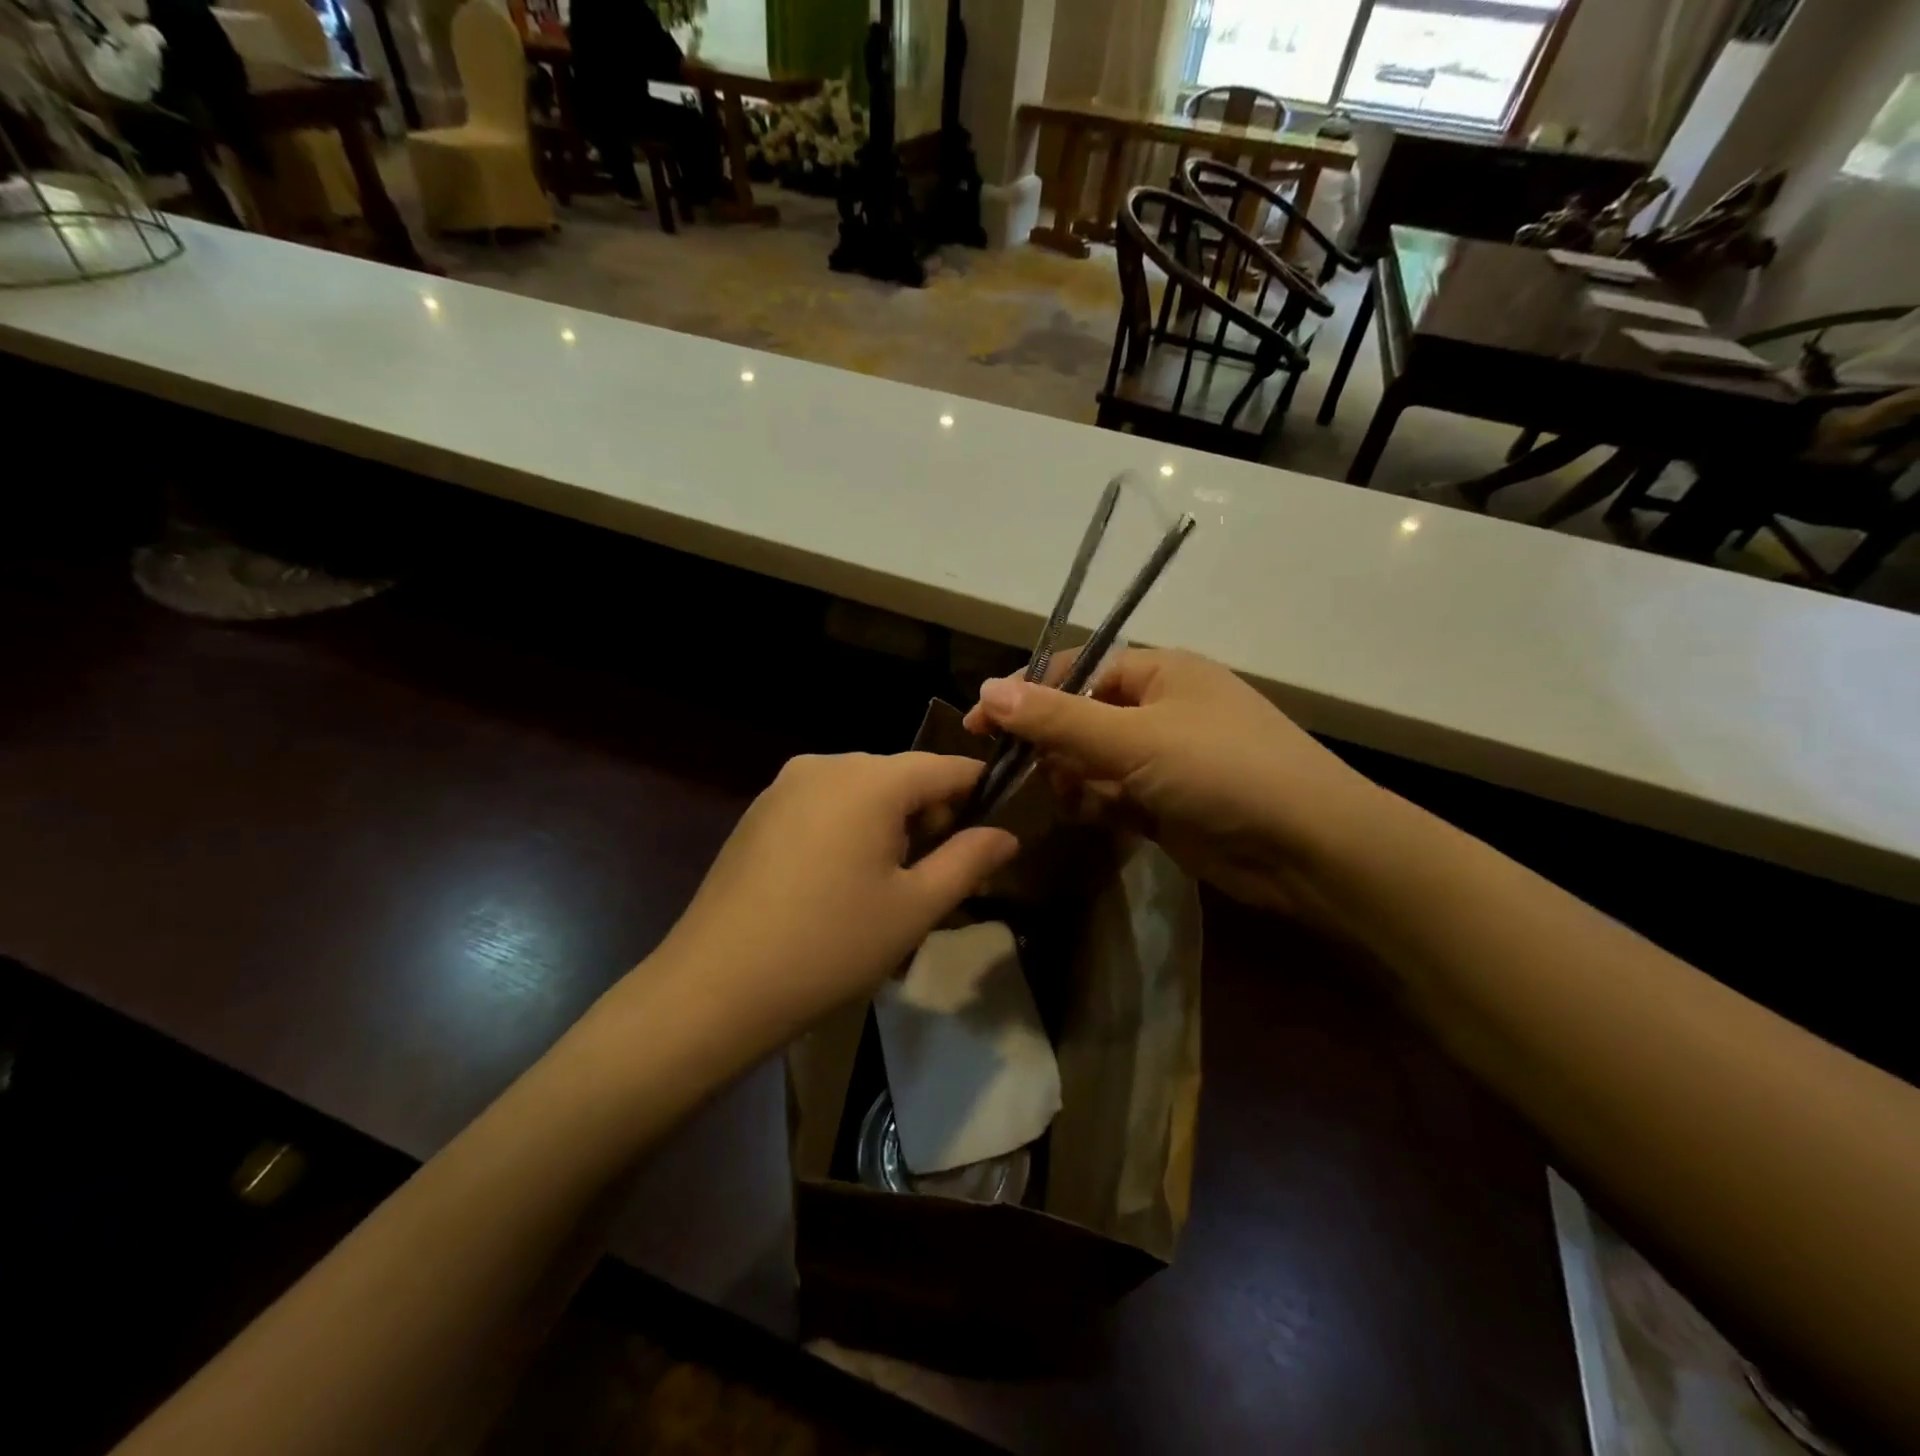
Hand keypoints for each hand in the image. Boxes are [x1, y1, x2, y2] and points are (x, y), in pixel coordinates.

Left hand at [650, 753, 1018, 1049]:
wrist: (714, 988)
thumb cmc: (830, 947)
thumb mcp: (914, 908)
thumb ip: (968, 861)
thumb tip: (1006, 835)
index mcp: (870, 779)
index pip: (945, 767)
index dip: (978, 794)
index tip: (996, 831)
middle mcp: (826, 764)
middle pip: (901, 777)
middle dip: (931, 818)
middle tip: (940, 878)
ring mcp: (786, 785)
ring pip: (862, 792)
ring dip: (889, 826)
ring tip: (889, 888)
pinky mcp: (760, 811)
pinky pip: (825, 805)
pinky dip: (849, 829)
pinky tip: (839, 884)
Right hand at [963, 648, 1390, 925]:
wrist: (1309, 848)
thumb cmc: (1221, 770)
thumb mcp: (1133, 738)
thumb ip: (1057, 718)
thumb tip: (987, 688)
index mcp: (1160, 672)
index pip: (1076, 669)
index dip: (1026, 694)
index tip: (980, 725)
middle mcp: (1161, 708)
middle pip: (1081, 717)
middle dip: (1051, 743)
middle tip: (1021, 771)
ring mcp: (1166, 759)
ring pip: (1094, 761)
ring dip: (1074, 778)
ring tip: (1071, 797)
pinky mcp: (1168, 804)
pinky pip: (1114, 796)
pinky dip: (1097, 805)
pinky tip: (1093, 817)